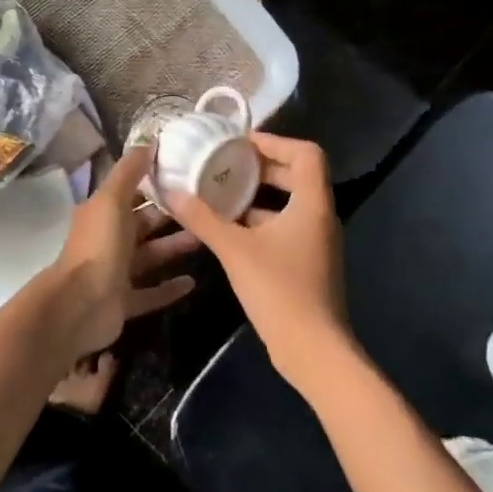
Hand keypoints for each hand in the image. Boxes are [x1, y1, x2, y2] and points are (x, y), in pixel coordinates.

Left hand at [42, 145, 200, 364]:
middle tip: (207, 207)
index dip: (155, 184)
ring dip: (175, 248)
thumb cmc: (98, 246)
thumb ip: (129, 171)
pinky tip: (193, 282)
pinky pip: (151, 293)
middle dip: (171, 216)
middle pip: (144, 225)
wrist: (80, 306)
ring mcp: (116, 273)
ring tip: (207, 239)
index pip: (132, 194)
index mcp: (102, 214)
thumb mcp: (112, 200)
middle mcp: (108, 240)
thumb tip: (147, 141)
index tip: (187, 175)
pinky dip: (169, 288)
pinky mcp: (124, 302)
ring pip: (151, 257)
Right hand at [165, 133, 354, 391]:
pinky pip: (284, 226)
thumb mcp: (234, 250)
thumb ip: (203, 219)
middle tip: (224, 164)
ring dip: (257, 195)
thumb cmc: (278, 291)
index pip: (306, 153)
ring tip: (219, 193)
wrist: (312, 350)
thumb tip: (173, 192)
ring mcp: (316, 241)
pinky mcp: (307, 262)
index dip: (274, 141)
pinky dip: (259, 220)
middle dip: (260, 167)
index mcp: (312, 204)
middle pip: (297, 175)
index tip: (240, 144)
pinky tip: (228, 229)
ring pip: (288, 203)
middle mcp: (319, 217)